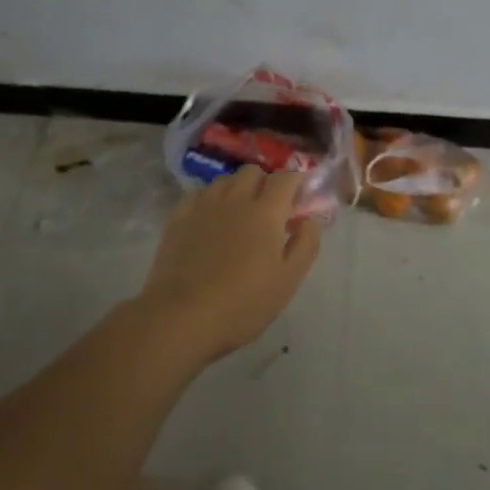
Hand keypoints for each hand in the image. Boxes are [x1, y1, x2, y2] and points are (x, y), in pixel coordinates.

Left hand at [140, 167, 323, 365]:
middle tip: (269, 209)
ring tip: (239, 214)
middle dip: (266, 183)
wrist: (181, 317)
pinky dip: (210, 200)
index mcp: (266, 211)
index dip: (297, 182)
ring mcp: (204, 205)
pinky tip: (209, 220)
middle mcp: (235, 198)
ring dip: (237, 189)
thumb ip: (306, 245)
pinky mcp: (178, 217)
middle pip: (253, 172)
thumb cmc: (242, 303)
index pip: (286, 178)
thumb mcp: (288, 281)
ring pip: (225, 180)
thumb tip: (311, 219)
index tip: (300, 198)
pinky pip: (198, 194)